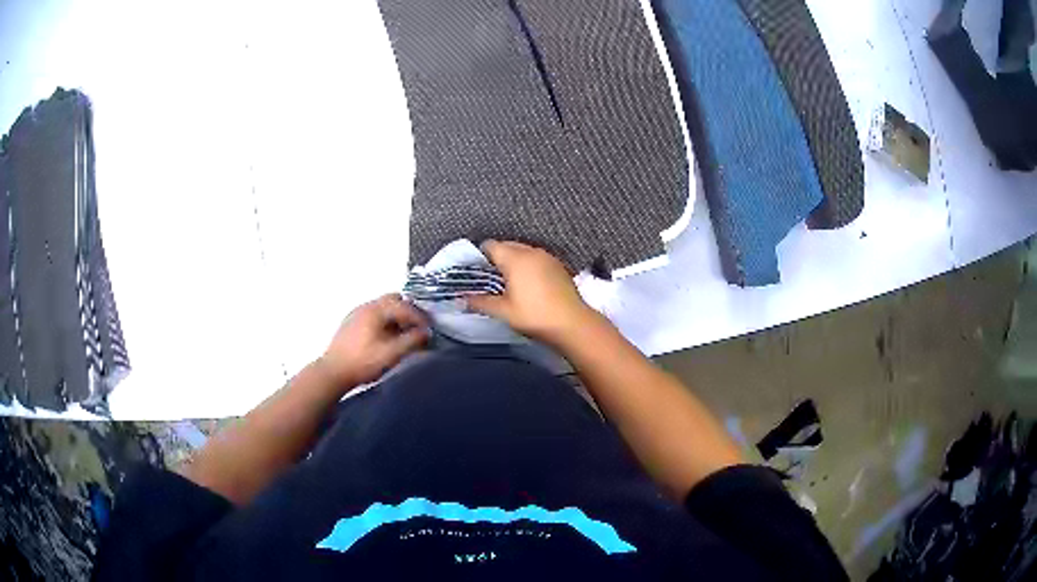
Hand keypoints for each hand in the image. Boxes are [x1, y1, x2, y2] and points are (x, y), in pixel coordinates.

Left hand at [318, 294, 428, 388]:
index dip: (420, 318)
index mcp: (376, 310)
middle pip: (393, 300)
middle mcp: (366, 306)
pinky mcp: (351, 323)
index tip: (430, 331)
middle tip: (418, 328)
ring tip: (404, 334)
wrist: (333, 372)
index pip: (405, 306)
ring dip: (396, 317)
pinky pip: (374, 315)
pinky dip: (385, 321)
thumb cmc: (363, 362)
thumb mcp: (391, 354)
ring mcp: (357, 313)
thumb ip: (412, 341)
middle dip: (408, 312)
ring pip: (383, 307)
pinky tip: (387, 337)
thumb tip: (426, 333)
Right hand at [467, 240, 600, 345]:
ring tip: (506, 281)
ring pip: (523, 251)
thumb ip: (480, 302)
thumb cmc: (534, 315)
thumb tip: (460, 300)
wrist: (572, 324)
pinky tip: (526, 283)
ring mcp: (547, 257)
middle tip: (488, 277)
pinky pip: (536, 259)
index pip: (490, 245)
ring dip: (512, 261)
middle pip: (507, 246)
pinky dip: (527, 265)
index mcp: (515, 258)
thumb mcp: (503, 311)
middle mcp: (531, 251)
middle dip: (496, 257)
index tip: (475, 270)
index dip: (479, 255)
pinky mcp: (558, 266)